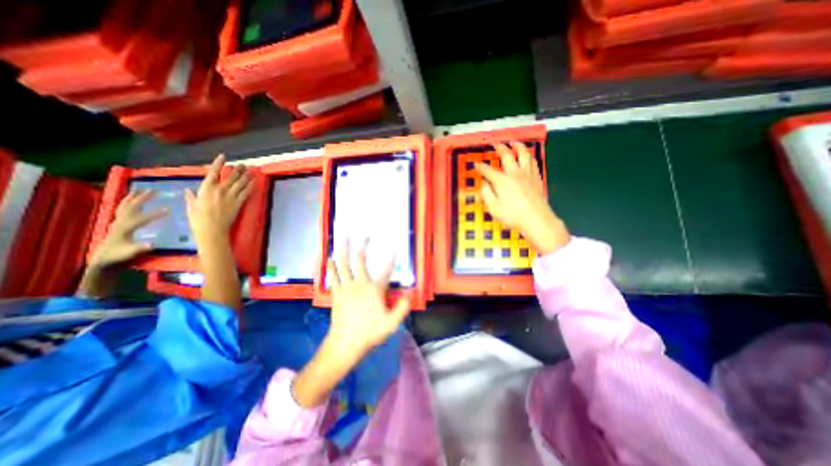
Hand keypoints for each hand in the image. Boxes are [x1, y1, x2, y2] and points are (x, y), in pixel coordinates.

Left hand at [89, 188, 167, 268]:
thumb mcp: (130, 253)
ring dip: (134, 197)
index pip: (142, 218)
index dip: (155, 214)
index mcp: (125, 228)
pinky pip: (123, 208)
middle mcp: (120, 222)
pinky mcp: (118, 222)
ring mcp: (118, 221)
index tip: (169, 209)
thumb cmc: (120, 256)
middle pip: (131, 207)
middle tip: (154, 190)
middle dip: (142, 198)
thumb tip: (152, 245)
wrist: (105, 259)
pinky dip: (128, 201)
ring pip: (125, 205)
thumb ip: (139, 248)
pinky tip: (133, 198)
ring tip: (142, 189)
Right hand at [187, 157, 253, 243]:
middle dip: (238, 169)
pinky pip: (246, 192)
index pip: (213, 172)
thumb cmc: (198, 219)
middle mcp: (220, 190)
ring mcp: (231, 196)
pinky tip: (254, 182)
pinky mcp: (239, 203)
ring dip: (246, 176)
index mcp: (206, 188)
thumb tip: (189, 191)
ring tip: (251, 171)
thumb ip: (191, 197)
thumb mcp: (191, 206)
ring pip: (241, 183)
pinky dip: (251, 186)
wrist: (212, 229)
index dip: (219, 163)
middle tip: (244, 165)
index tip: (223, 156)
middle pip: (231, 176)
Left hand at [328, 242, 412, 361]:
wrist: (345, 343)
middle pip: (360, 260)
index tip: (394, 248)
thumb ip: (402, 307)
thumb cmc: (370, 332)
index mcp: (375, 289)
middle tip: (365, 235)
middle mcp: (360, 284)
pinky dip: (331, 266)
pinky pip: (333, 276)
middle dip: (363, 245)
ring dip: (344, 250)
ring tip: (343, 238)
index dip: (391, 259)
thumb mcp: (391, 323)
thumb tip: (409, 293)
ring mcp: (346, 287)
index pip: (386, 270)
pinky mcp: (336, 293)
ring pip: (344, 264)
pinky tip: (330, 258)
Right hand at [477, 142, 568, 254]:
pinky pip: (533, 162)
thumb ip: (486, 194)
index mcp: (502, 181)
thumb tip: (483, 183)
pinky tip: (527, 156)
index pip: (488, 171)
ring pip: (524, 154)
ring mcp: (527, 174)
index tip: (475, 164)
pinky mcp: (536, 178)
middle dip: (500, 148)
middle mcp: (514, 174)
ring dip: (518, 146)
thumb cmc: (513, 215)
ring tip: (514, 142)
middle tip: (496, 144)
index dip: (480, 167)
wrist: (536, 219)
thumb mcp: (494, 208)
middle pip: (507, 156)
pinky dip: (529, 156)